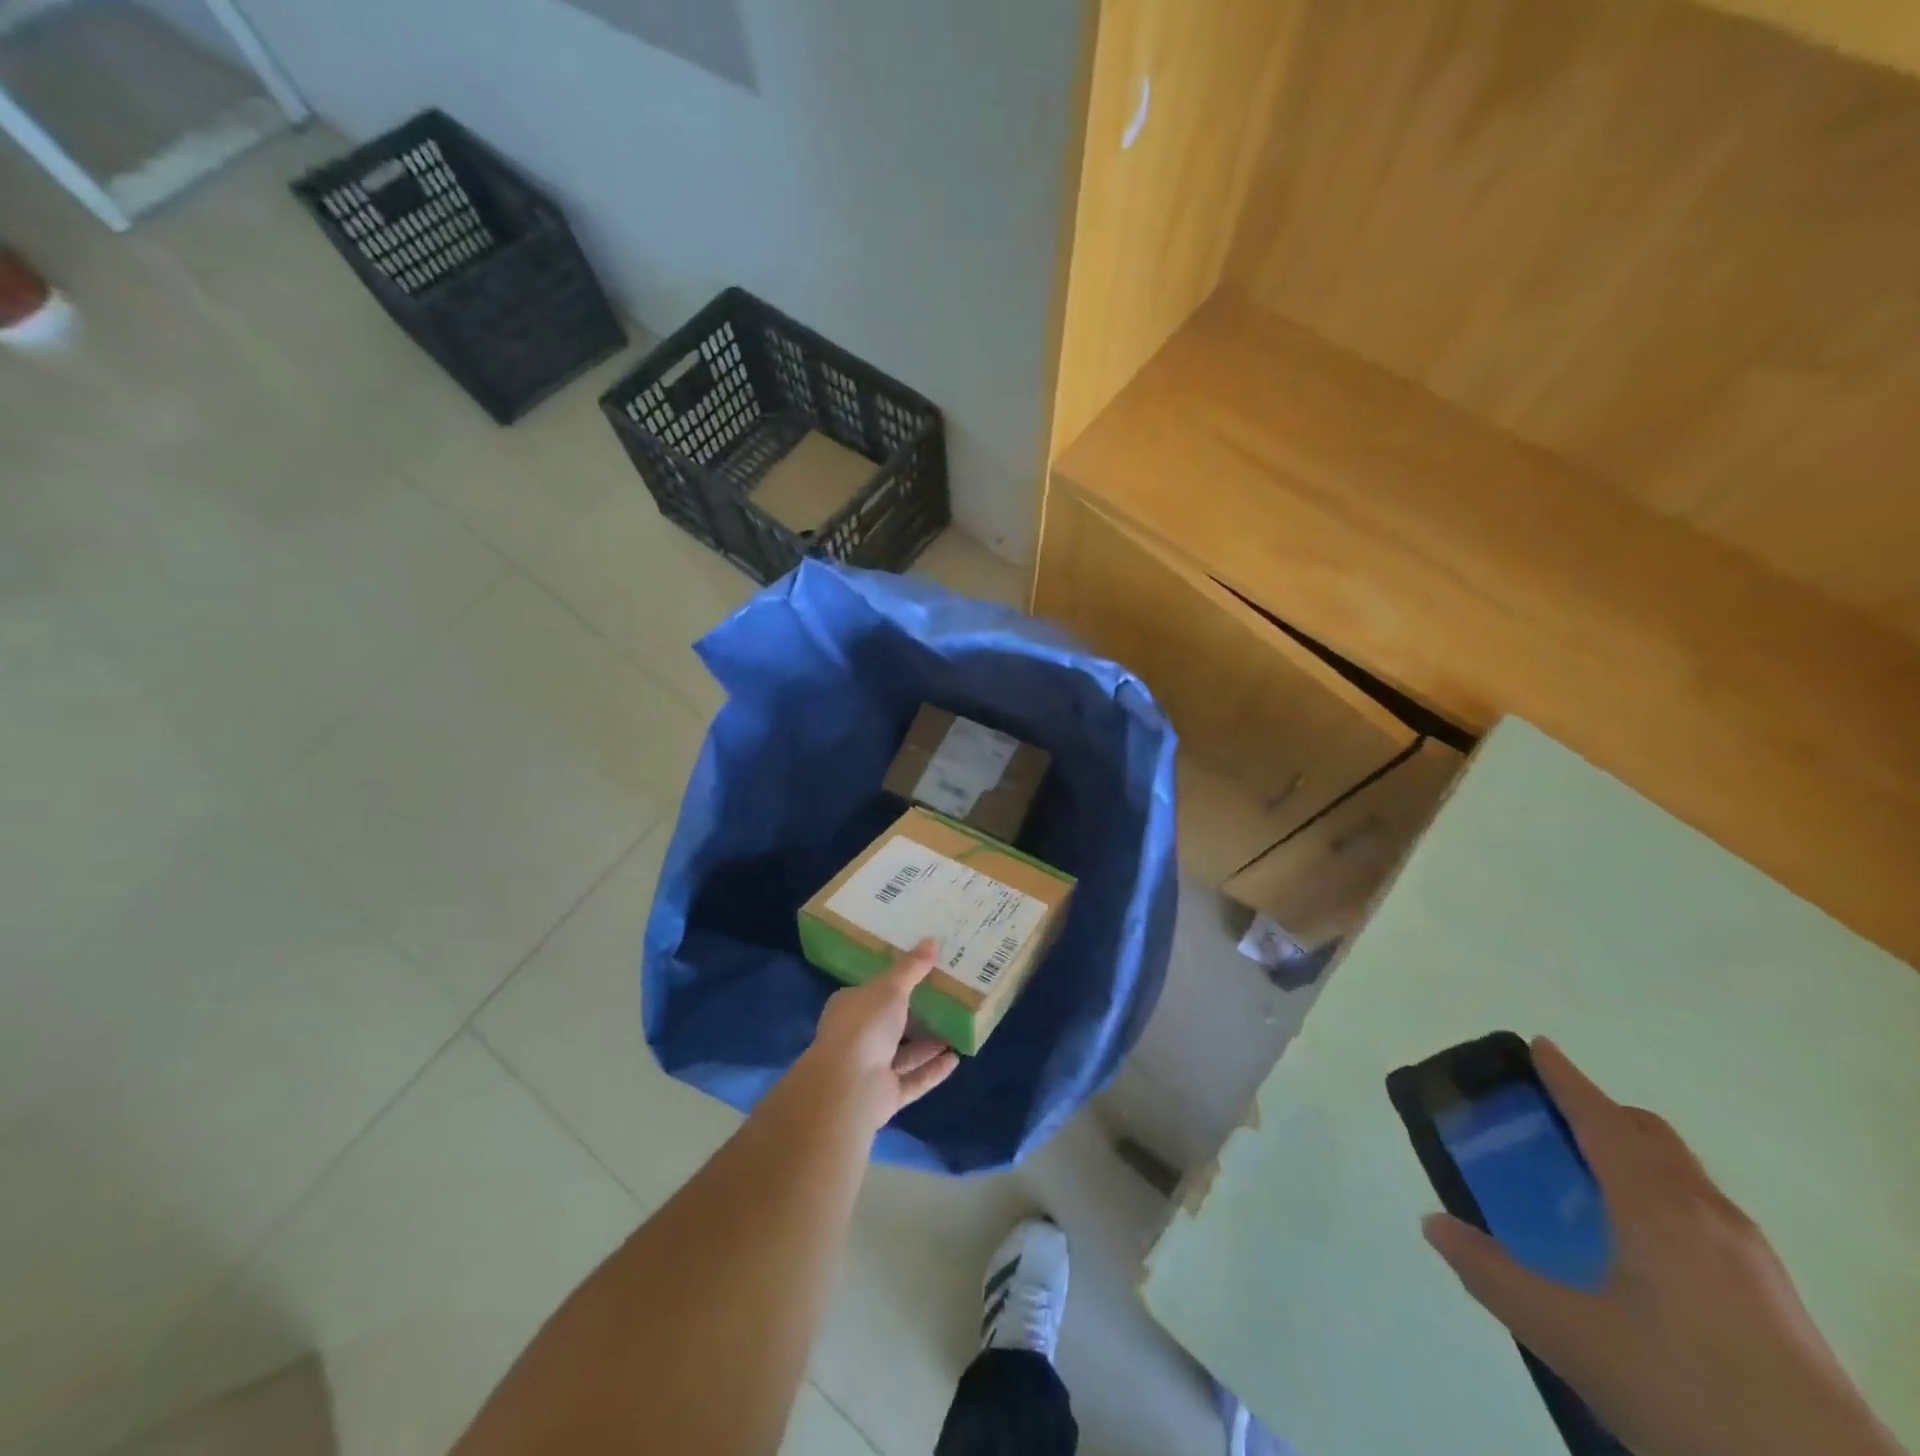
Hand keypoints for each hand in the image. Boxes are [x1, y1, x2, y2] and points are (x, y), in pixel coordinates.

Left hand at [790, 939, 958, 1135]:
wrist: (848, 1086)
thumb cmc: (864, 1026)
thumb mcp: (890, 988)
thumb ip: (911, 967)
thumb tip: (932, 940)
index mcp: (850, 1007)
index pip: (874, 992)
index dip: (897, 983)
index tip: (924, 974)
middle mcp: (858, 1037)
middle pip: (892, 1023)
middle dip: (918, 1016)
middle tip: (949, 1001)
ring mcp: (871, 1069)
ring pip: (904, 1054)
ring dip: (929, 1044)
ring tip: (959, 1030)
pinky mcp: (885, 1094)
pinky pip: (914, 1079)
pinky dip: (933, 1070)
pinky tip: (956, 1059)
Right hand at [1423, 1038, 1901, 1455]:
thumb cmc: (1686, 1389)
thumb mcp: (1568, 1337)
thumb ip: (1492, 1274)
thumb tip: (1433, 1222)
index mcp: (1656, 1204)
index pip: (1601, 1118)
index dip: (1565, 1078)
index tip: (1537, 1045)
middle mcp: (1707, 1213)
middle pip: (1651, 1135)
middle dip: (1600, 1112)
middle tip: (1550, 1120)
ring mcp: (1751, 1256)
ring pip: (1684, 1174)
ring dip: (1634, 1154)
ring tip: (1589, 1182)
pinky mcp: (1776, 1297)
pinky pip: (1704, 1211)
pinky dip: (1662, 1194)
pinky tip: (1642, 1248)